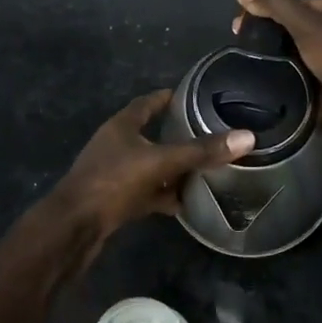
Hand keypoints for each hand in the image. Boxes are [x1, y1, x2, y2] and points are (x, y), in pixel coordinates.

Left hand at [52, 89, 251, 237]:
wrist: (74, 227)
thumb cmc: (112, 182)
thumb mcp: (160, 162)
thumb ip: (201, 151)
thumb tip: (247, 137)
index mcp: (121, 126)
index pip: (147, 103)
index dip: (167, 97)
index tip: (191, 95)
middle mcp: (116, 146)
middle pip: (150, 135)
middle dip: (176, 136)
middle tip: (207, 134)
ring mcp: (113, 175)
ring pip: (149, 166)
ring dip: (171, 169)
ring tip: (203, 170)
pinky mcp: (114, 201)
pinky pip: (145, 193)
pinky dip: (162, 196)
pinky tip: (183, 204)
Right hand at [234, 0, 321, 146]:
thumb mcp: (306, 22)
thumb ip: (275, 5)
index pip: (298, 1)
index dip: (268, 8)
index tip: (240, 23)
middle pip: (298, 25)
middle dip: (270, 32)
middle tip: (241, 42)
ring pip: (300, 51)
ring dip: (278, 56)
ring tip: (247, 61)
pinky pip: (305, 74)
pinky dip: (288, 75)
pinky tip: (265, 79)